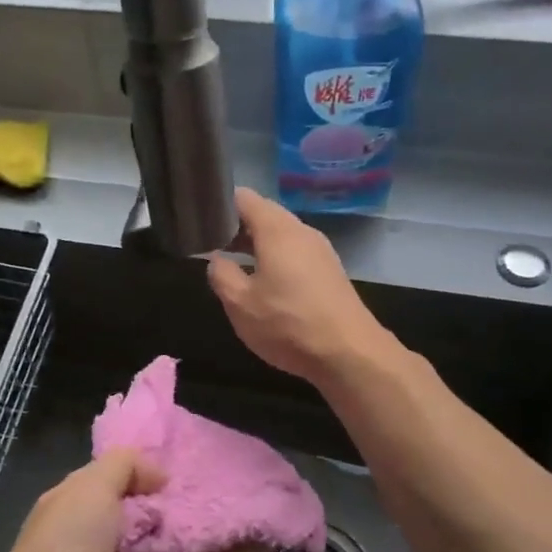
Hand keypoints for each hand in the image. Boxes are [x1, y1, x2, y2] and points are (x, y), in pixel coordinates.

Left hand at [0, 450, 247, 551]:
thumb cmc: (64, 544)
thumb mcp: (87, 487)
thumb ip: (126, 467)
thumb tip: (162, 477)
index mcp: (89, 499)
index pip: (128, 472)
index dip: (157, 460)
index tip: (194, 444)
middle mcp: (116, 527)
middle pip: (162, 502)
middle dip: (193, 486)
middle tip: (237, 465)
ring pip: (187, 533)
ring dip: (219, 518)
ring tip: (260, 494)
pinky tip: (264, 536)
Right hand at [207, 187, 388, 382]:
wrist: (349, 353)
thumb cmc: (288, 324)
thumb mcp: (240, 303)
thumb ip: (221, 274)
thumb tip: (216, 260)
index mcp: (277, 230)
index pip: (244, 198)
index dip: (220, 204)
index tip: (202, 221)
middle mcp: (301, 231)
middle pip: (265, 214)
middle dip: (237, 226)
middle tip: (212, 245)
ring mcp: (320, 250)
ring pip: (282, 234)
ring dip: (257, 244)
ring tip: (234, 264)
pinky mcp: (330, 271)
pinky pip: (296, 252)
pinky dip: (276, 258)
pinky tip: (265, 283)